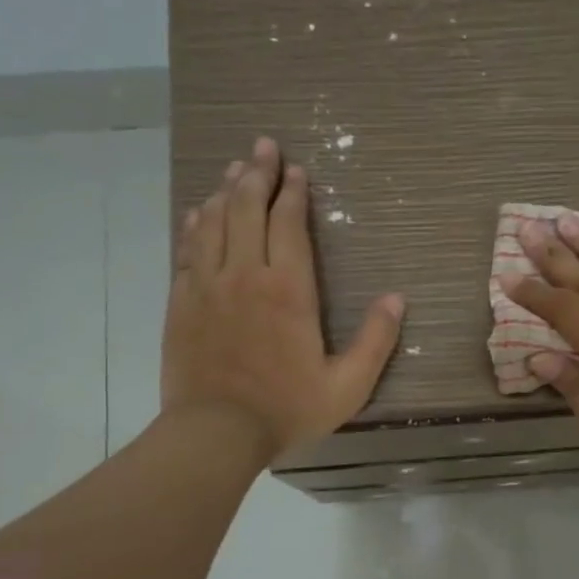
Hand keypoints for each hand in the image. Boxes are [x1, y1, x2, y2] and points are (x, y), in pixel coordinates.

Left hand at [163, 136, 404, 460]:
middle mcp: (245, 275)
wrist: (216, 432)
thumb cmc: (287, 409)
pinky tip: (201, 211)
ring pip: (215, 222)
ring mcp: (207, 286)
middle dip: (258, 174)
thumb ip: (375, 341)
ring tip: (235, 168)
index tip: (297, 170)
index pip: (289, 224)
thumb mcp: (347, 386)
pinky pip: (188, 249)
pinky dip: (196, 224)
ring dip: (227, 191)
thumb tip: (397, 299)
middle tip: (263, 147)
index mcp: (288, 290)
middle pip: (248, 209)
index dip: (294, 193)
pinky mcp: (181, 301)